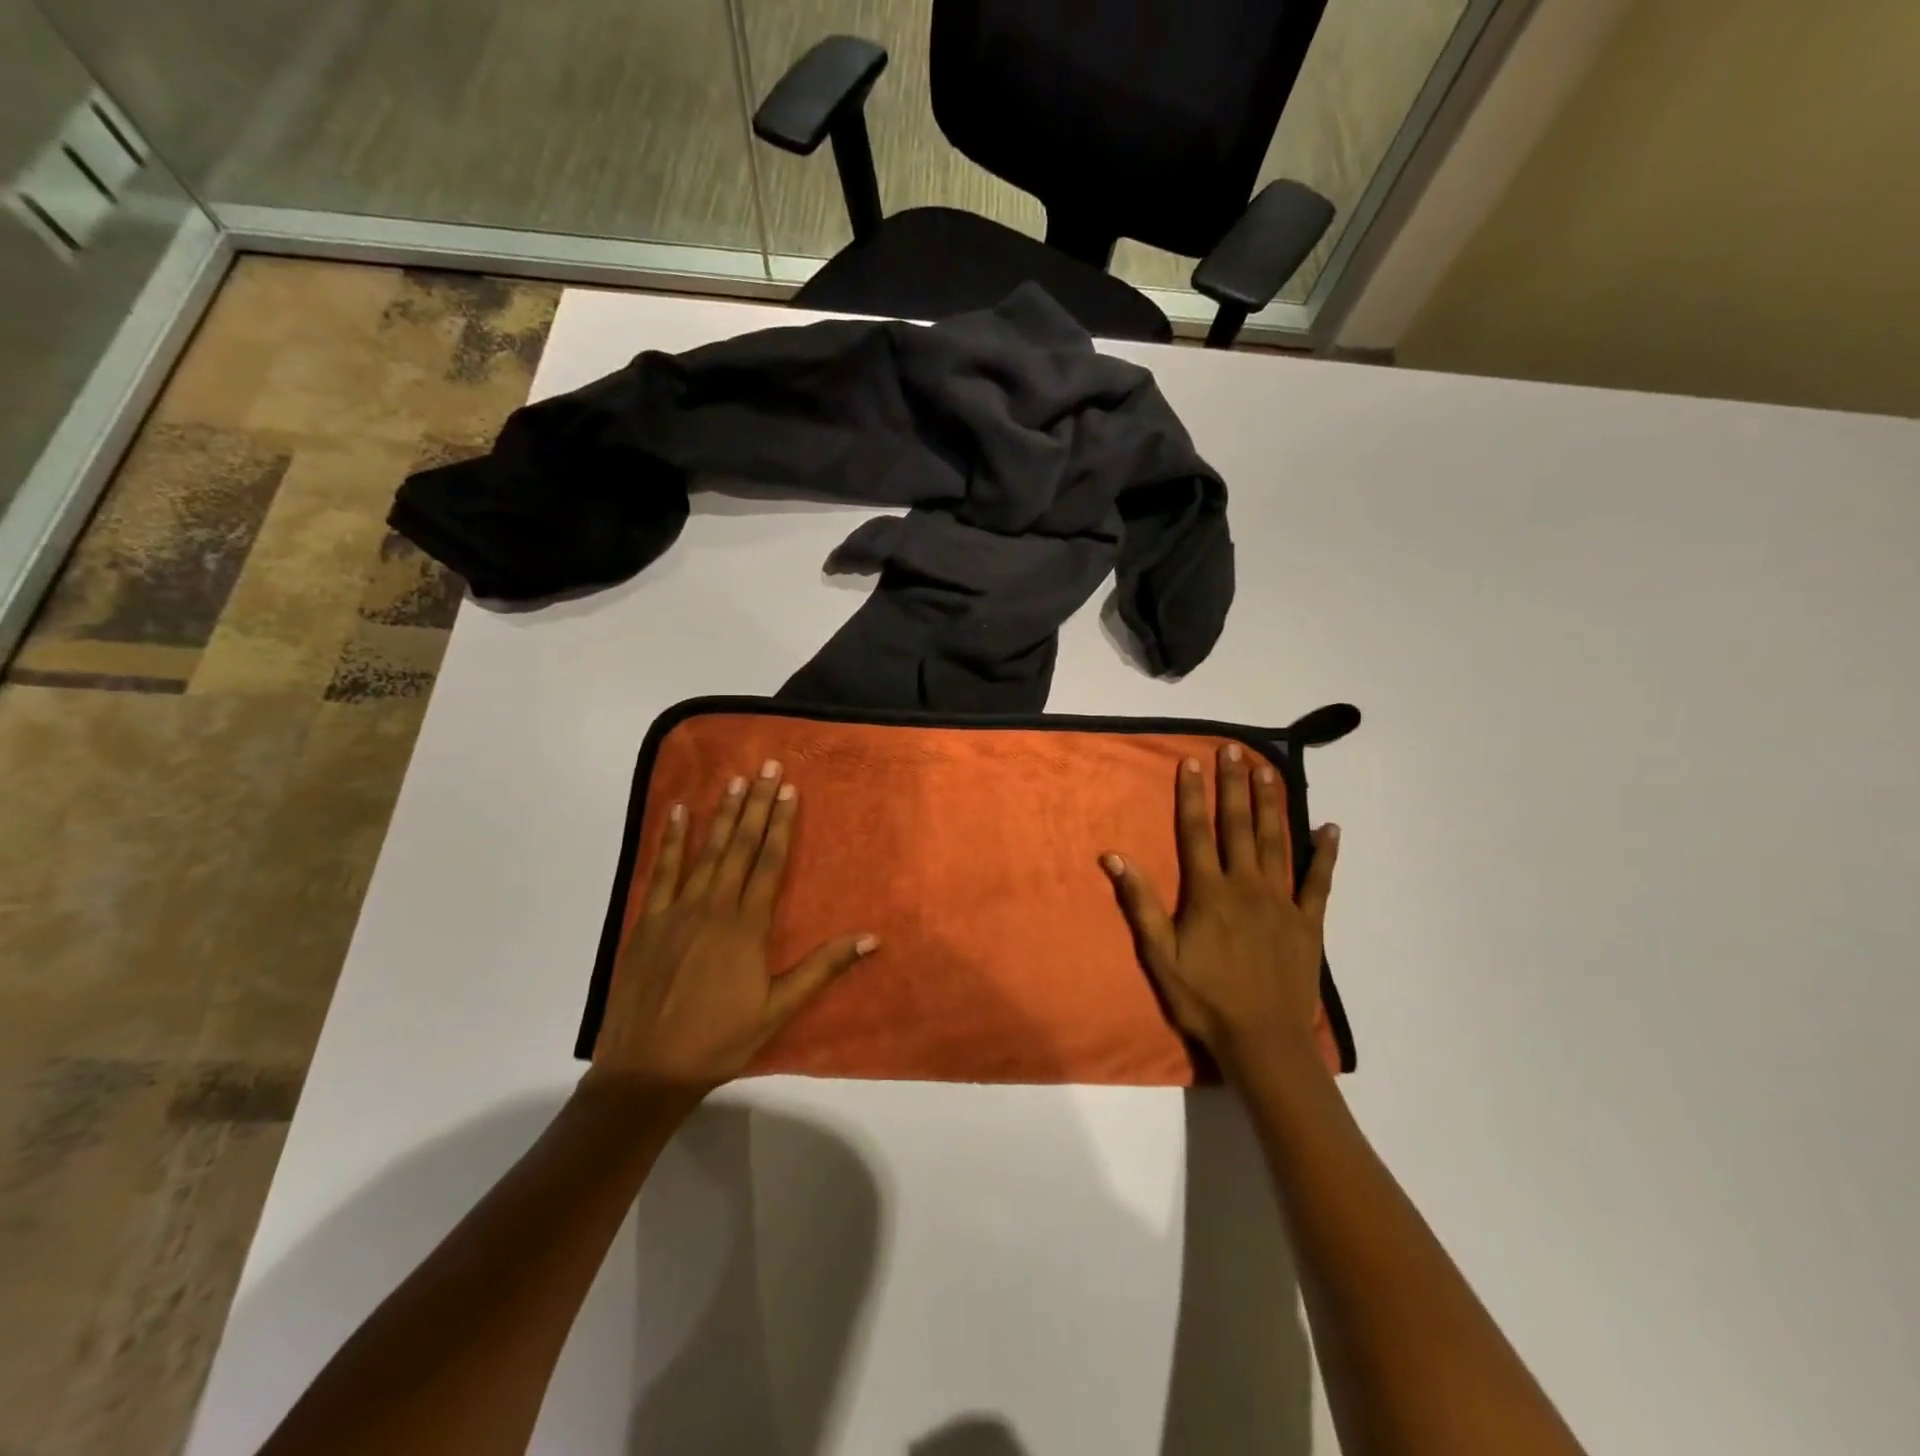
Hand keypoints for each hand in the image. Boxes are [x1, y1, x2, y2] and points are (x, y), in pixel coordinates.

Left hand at [586, 761, 877, 1100]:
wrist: (646, 1069)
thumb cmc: (719, 1040)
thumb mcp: (778, 1009)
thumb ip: (822, 968)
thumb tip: (872, 938)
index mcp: (746, 927)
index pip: (769, 862)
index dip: (781, 824)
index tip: (789, 790)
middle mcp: (713, 907)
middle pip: (739, 846)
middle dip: (756, 804)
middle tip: (766, 766)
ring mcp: (676, 910)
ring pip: (705, 851)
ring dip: (722, 813)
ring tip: (735, 780)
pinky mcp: (647, 921)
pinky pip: (661, 870)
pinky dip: (671, 839)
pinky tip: (678, 812)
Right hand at [1103, 743, 1338, 1084]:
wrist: (1263, 1040)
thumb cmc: (1204, 998)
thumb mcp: (1160, 954)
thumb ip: (1141, 902)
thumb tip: (1115, 857)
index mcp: (1209, 892)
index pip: (1197, 832)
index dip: (1193, 795)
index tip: (1193, 762)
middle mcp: (1246, 886)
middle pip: (1238, 826)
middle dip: (1234, 785)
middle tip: (1234, 749)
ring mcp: (1282, 901)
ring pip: (1276, 841)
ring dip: (1271, 804)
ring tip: (1269, 770)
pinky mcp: (1309, 921)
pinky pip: (1319, 880)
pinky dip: (1325, 853)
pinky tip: (1330, 827)